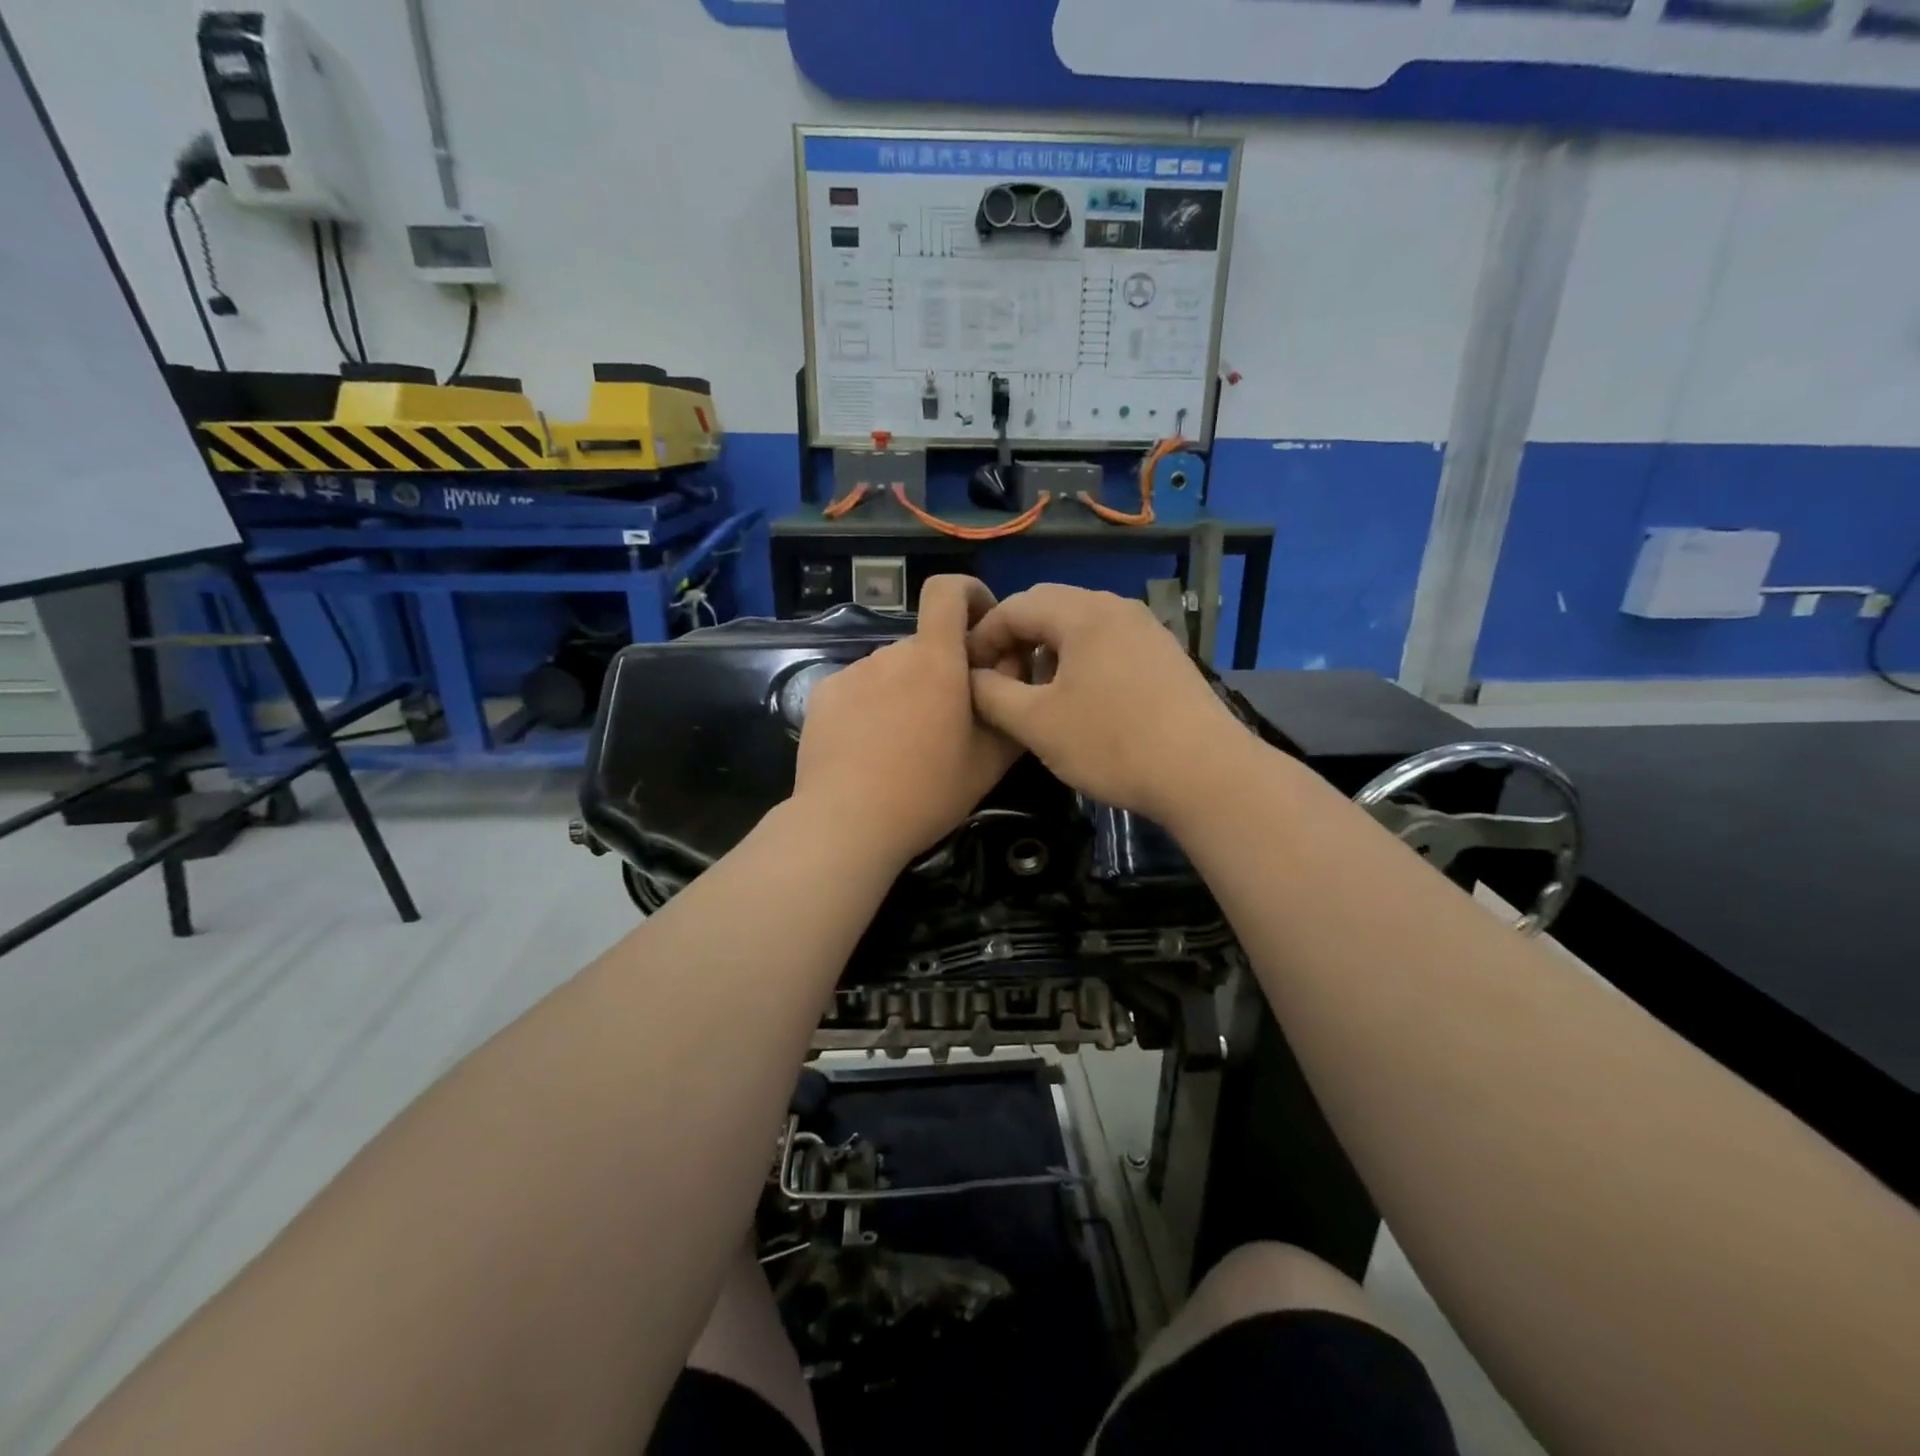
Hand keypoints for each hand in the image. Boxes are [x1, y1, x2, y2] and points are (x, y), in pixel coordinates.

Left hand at [794, 575, 1022, 865]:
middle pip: (926, 643)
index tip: (981, 628)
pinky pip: (860, 687)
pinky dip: (872, 705)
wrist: (845, 823)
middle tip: (949, 720)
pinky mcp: (824, 694)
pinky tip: (869, 748)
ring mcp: (852, 672)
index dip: (969, 594)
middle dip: (943, 668)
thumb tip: (1014, 669)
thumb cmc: (927, 792)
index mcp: (936, 660)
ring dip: (906, 689)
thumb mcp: (990, 760)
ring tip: (906, 743)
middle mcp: (892, 653)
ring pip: (892, 668)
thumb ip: (1009, 705)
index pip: (948, 590)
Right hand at [966, 584, 1247, 822]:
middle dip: (1015, 639)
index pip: (1014, 606)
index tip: (968, 672)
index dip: (983, 636)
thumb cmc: (1111, 743)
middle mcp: (1116, 606)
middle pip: (1048, 607)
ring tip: (1036, 692)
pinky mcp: (1164, 654)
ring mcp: (1146, 628)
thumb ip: (991, 694)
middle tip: (1000, 680)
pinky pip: (1108, 642)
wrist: (1204, 772)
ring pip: (1080, 625)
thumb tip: (972, 678)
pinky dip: (1080, 660)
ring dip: (1048, 650)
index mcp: (1082, 613)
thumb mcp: (1036, 724)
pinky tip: (1080, 699)